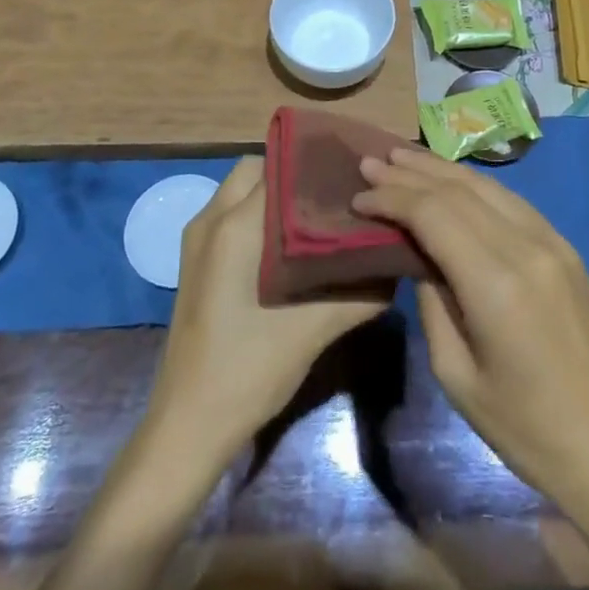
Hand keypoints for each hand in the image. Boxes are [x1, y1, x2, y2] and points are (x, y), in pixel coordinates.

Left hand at [145, 157, 388, 467]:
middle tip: (337, 193)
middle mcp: (211, 219)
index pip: (281, 166)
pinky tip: (292, 246)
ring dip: (276, 193)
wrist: (189, 425)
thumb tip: (399, 262)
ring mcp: (197, 240)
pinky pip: (230, 214)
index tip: (353, 174)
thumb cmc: (249, 370)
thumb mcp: (315, 330)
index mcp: (235, 225)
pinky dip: (259, 214)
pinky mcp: (195, 261)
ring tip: (320, 214)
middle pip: (258, 168)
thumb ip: (362, 293)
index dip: (318, 164)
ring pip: (242, 190)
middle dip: (296, 173)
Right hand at [354, 147, 588, 519]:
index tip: (358, 197)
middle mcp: (526, 247)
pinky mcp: (565, 247)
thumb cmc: (523, 427)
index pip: (434, 214)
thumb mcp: (455, 374)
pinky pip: (511, 201)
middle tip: (370, 162)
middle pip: (458, 190)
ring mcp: (552, 241)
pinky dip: (474, 184)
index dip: (392, 199)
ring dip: (441, 169)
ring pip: (487, 186)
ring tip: (402, 157)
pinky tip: (451, 181)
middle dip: (410, 173)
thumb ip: (431, 302)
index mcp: (496, 283)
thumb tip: (418, 255)